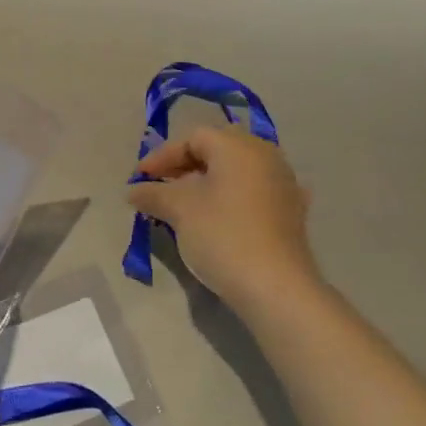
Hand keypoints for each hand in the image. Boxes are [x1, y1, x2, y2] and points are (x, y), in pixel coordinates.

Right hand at [127, 125, 319, 311]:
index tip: (140, 178)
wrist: (276, 287)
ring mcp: (283, 182)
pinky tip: (219, 216)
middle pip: (217, 149)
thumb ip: (153, 193)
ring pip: (237, 171)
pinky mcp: (291, 211)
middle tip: (160, 187)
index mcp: (238, 146)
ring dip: (207, 182)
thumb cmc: (223, 236)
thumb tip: (134, 190)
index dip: (162, 155)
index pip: (193, 137)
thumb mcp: (180, 210)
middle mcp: (265, 155)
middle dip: (184, 166)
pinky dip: (231, 197)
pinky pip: (253, 192)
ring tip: (183, 205)